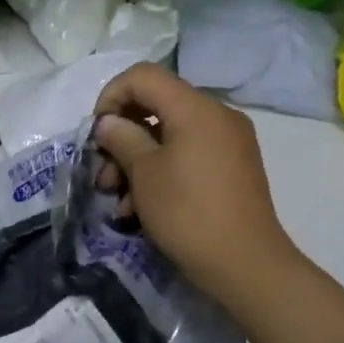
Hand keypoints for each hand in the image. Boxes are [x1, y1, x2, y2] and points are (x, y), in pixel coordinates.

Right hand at [93, 64, 299, 305]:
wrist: (247, 266)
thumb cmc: (188, 213)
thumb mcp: (144, 174)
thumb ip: (121, 138)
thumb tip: (109, 123)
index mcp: (195, 108)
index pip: (143, 76)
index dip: (111, 96)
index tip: (97, 133)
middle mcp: (216, 116)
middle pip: (155, 106)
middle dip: (122, 137)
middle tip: (103, 173)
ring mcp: (228, 142)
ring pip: (169, 135)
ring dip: (136, 160)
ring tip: (118, 199)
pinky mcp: (232, 168)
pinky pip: (188, 155)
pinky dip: (161, 171)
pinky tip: (140, 208)